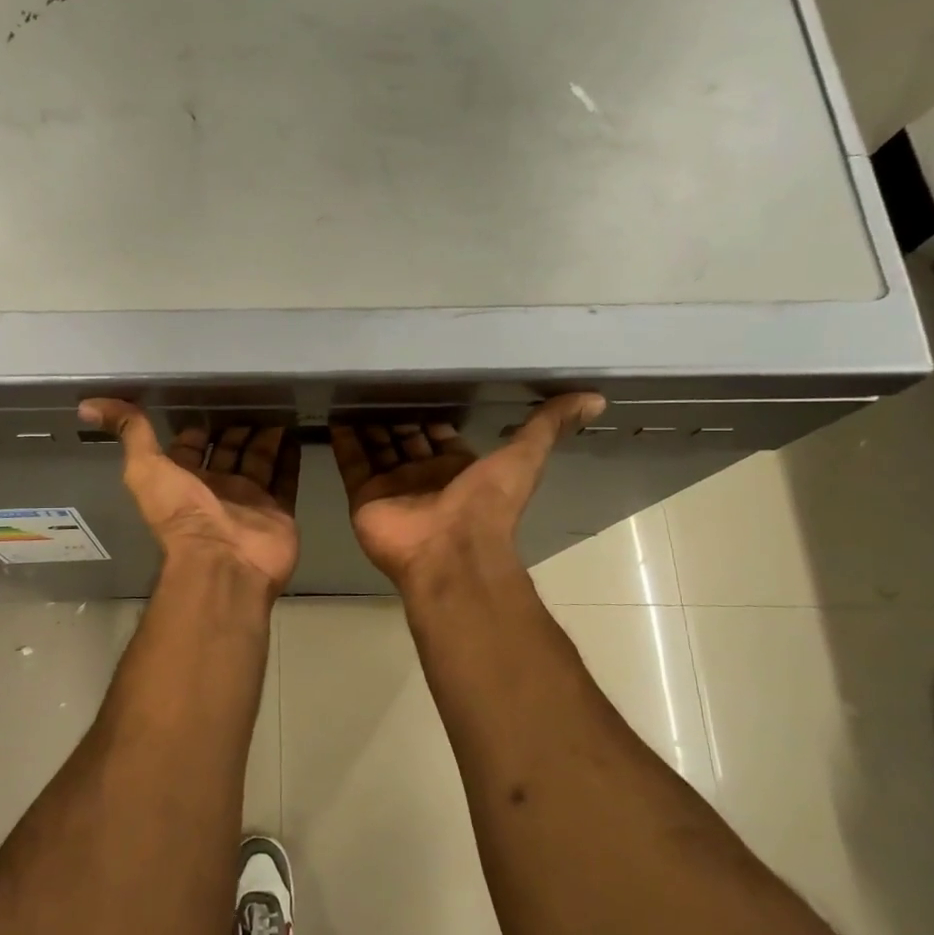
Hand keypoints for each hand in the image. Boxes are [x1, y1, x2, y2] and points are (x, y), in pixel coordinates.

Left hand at [79, 400, 301, 594]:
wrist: (223, 561)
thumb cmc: (182, 514)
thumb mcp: (145, 468)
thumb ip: (129, 433)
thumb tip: (88, 404)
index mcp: (184, 480)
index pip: (190, 447)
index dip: (195, 428)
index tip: (208, 401)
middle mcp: (217, 488)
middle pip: (228, 451)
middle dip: (236, 428)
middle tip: (252, 397)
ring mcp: (250, 500)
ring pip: (259, 460)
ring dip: (265, 437)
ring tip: (278, 407)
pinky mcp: (279, 510)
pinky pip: (286, 478)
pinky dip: (291, 457)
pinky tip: (296, 432)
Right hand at [333, 394, 605, 585]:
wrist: (450, 553)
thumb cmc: (486, 504)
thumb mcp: (525, 457)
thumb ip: (549, 426)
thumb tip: (597, 397)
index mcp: (457, 467)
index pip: (439, 433)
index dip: (432, 412)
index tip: (419, 383)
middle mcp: (423, 475)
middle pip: (405, 438)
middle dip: (396, 414)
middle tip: (380, 382)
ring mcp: (392, 487)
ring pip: (377, 447)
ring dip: (368, 423)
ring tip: (355, 391)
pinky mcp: (364, 497)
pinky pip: (352, 463)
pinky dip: (344, 441)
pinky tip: (336, 414)